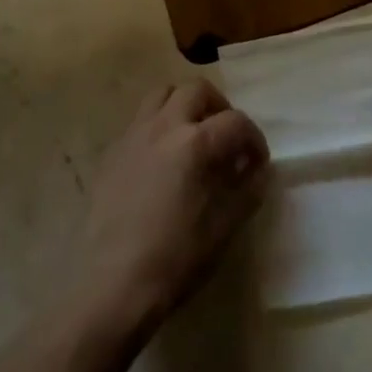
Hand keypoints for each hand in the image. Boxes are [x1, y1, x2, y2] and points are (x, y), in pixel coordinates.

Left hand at [68, 81, 268, 335]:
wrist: (112, 282)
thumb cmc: (175, 258)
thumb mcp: (222, 229)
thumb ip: (246, 192)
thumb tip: (258, 171)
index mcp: (195, 142)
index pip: (235, 121)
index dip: (254, 138)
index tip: (258, 161)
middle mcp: (164, 125)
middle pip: (197, 89)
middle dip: (218, 107)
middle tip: (226, 137)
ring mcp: (134, 133)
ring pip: (163, 94)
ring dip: (184, 105)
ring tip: (193, 135)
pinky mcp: (113, 149)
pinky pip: (140, 119)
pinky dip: (159, 125)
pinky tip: (162, 158)